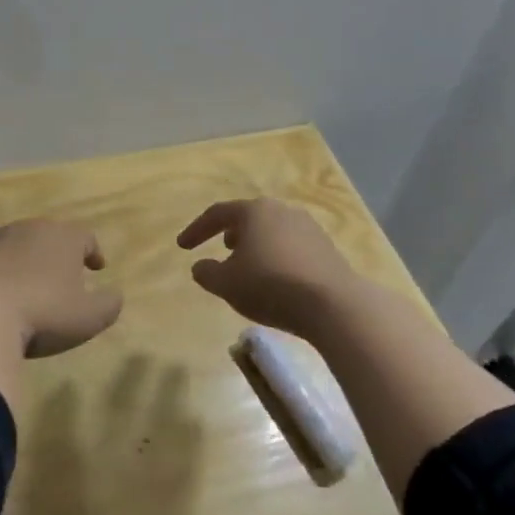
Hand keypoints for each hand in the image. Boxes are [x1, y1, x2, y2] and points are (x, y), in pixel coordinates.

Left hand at [0, 219, 123, 357]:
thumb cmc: (42, 313)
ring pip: (13, 244)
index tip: (96, 267)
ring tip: (22, 285)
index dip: (92, 251)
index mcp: (63, 238)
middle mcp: (28, 228)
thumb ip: (108, 304)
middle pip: (47, 235)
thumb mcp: (88, 318)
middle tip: (59, 276)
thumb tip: (115, 295)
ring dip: (20, 260)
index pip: (85, 236)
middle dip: (55, 253)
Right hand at [177, 198, 359, 337]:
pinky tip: (275, 278)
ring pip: (272, 231)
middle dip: (231, 232)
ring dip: (256, 245)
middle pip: (249, 218)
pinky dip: (276, 257)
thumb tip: (200, 266)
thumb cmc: (270, 286)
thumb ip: (206, 273)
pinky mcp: (326, 248)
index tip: (182, 247)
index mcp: (254, 212)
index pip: (217, 214)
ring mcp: (308, 227)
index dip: (196, 230)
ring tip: (248, 265)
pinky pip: (291, 247)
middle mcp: (282, 211)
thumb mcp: (226, 284)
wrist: (332, 304)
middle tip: (221, 248)